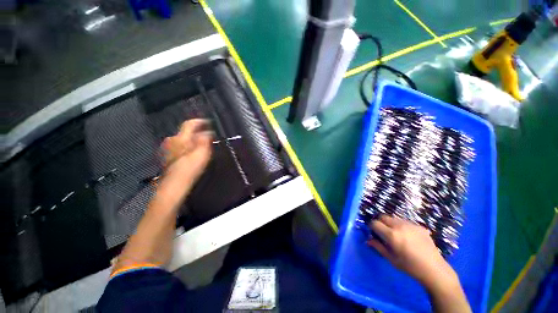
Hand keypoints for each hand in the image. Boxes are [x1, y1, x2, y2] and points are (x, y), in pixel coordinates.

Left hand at [161, 119, 212, 188]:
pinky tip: (192, 152)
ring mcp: (168, 148)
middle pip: (186, 132)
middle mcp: (172, 140)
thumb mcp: (202, 153)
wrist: (174, 184)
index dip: (200, 122)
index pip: (189, 124)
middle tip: (208, 136)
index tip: (208, 122)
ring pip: (183, 139)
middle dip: (197, 132)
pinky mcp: (167, 155)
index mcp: (180, 138)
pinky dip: (187, 145)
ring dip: (192, 139)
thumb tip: (208, 132)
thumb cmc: (190, 168)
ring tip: (202, 145)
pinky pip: (179, 145)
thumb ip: (205, 140)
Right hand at [367, 215, 457, 289]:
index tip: (374, 233)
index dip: (372, 227)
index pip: (374, 223)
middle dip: (380, 222)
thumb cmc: (410, 266)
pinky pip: (405, 222)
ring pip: (394, 218)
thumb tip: (368, 240)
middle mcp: (400, 226)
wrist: (434, 269)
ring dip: (390, 223)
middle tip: (383, 232)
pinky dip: (402, 226)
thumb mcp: (391, 259)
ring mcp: (410, 224)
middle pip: (383, 216)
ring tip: (396, 234)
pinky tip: (408, 236)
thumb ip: (378, 247)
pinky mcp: (419, 226)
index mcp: (392, 235)